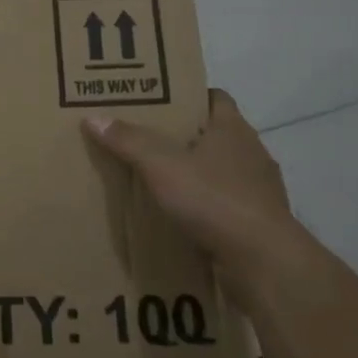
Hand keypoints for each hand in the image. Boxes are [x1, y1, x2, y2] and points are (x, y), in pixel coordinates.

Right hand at [82, 88, 297, 275]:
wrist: (263, 261)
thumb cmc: (214, 199)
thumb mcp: (162, 165)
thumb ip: (129, 141)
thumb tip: (94, 118)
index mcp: (233, 129)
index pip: (215, 98)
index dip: (189, 97)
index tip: (159, 103)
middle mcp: (252, 153)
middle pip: (216, 135)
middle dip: (186, 138)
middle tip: (147, 142)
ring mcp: (260, 190)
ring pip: (223, 172)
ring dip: (198, 176)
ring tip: (160, 182)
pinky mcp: (260, 223)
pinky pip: (227, 206)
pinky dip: (207, 208)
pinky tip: (183, 218)